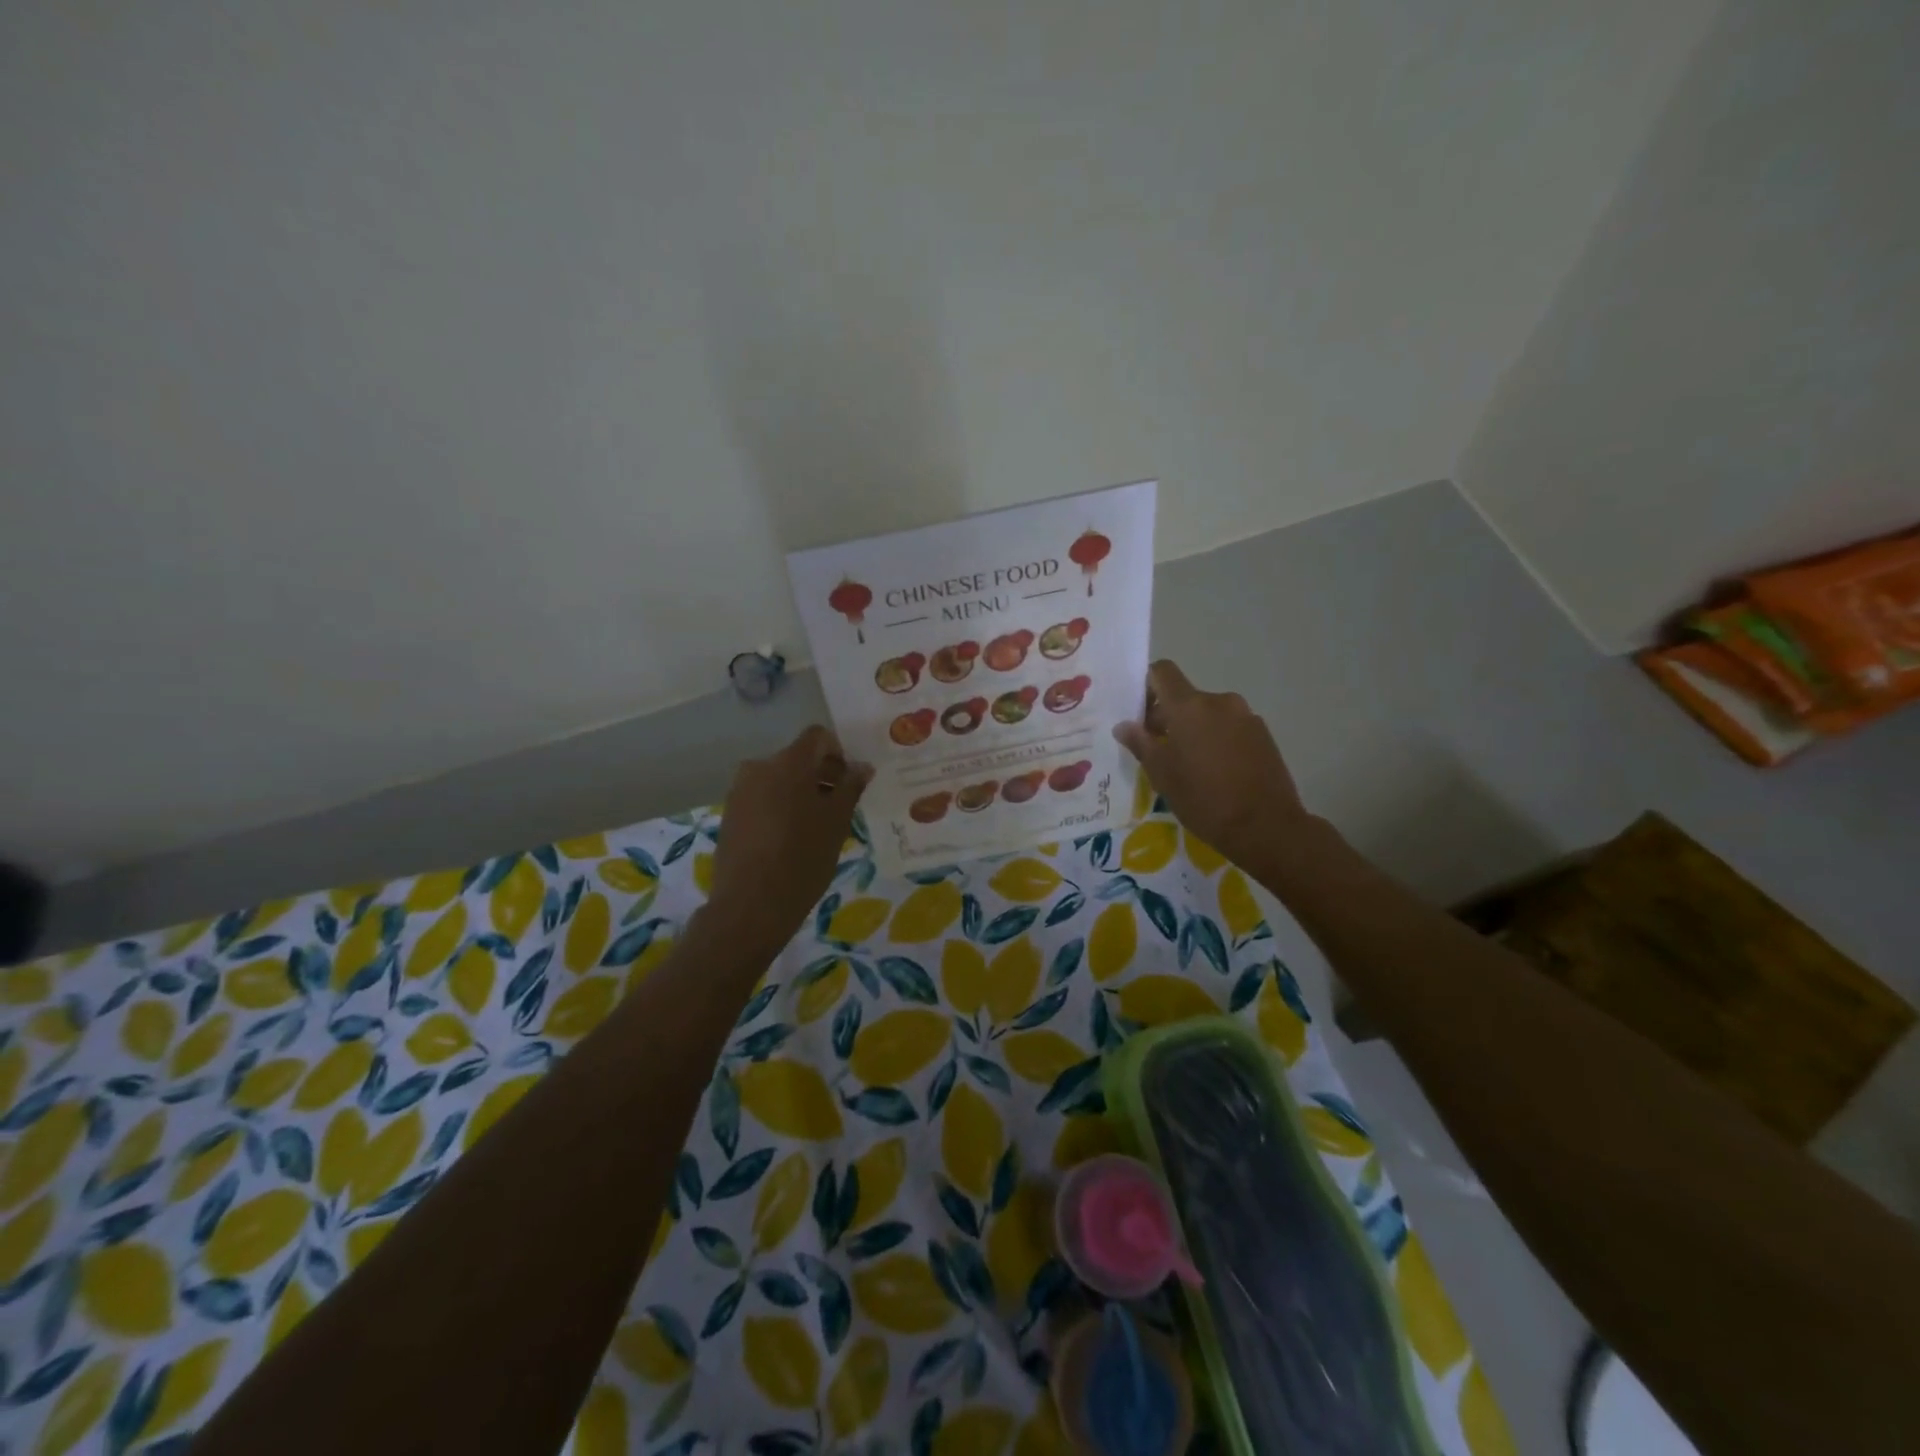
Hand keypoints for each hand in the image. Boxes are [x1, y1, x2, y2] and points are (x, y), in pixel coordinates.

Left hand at [706, 726, 872, 957]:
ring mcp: (740, 791)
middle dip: (821, 775)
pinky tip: (791, 839)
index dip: (838, 753)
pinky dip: (780, 807)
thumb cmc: (803, 858)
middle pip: (797, 758)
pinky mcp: (729, 814)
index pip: (817, 737)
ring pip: (779, 779)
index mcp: (788, 762)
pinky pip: (762, 798)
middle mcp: (759, 767)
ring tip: (816, 827)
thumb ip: (850, 787)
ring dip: (800, 793)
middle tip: (840, 807)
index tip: (850, 782)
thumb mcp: (837, 822)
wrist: (751, 905)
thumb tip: (862, 766)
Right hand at [1113, 661, 1310, 870]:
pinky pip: (1230, 727)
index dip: (1147, 685)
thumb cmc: (1203, 799)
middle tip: (1158, 750)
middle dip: (1168, 717)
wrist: (1265, 826)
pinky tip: (1216, 772)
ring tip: (1190, 765)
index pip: (1162, 672)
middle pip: (1185, 697)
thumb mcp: (1162, 775)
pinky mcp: (1264, 735)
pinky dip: (1218, 740)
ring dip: (1195, 730)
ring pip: (1208, 714)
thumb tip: (1124, 726)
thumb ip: (1140, 743)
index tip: (1139, 713)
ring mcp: (1246, 717)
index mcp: (1189, 706)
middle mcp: (1219, 702)